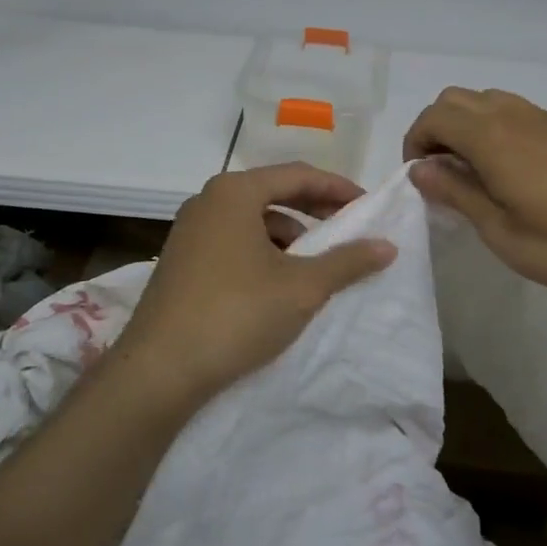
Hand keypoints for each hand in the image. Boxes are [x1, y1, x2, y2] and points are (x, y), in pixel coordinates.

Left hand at [113, 162, 396, 405]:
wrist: (159, 370)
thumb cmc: (237, 314)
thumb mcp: (302, 288)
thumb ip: (347, 262)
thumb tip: (387, 245)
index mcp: (235, 192)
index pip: (298, 175)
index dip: (337, 188)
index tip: (367, 207)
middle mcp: (207, 201)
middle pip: (272, 193)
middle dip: (313, 210)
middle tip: (347, 230)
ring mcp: (189, 231)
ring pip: (251, 220)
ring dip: (288, 235)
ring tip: (314, 263)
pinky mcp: (181, 261)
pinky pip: (232, 242)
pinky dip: (262, 252)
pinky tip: (276, 284)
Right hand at [403, 87, 546, 290]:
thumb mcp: (500, 230)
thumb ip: (457, 192)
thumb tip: (420, 169)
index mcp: (492, 137)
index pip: (434, 116)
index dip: (415, 141)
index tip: (419, 176)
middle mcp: (517, 115)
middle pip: (459, 99)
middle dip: (439, 128)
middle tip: (444, 171)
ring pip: (495, 101)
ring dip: (473, 126)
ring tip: (482, 171)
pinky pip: (528, 115)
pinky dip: (506, 131)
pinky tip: (529, 173)